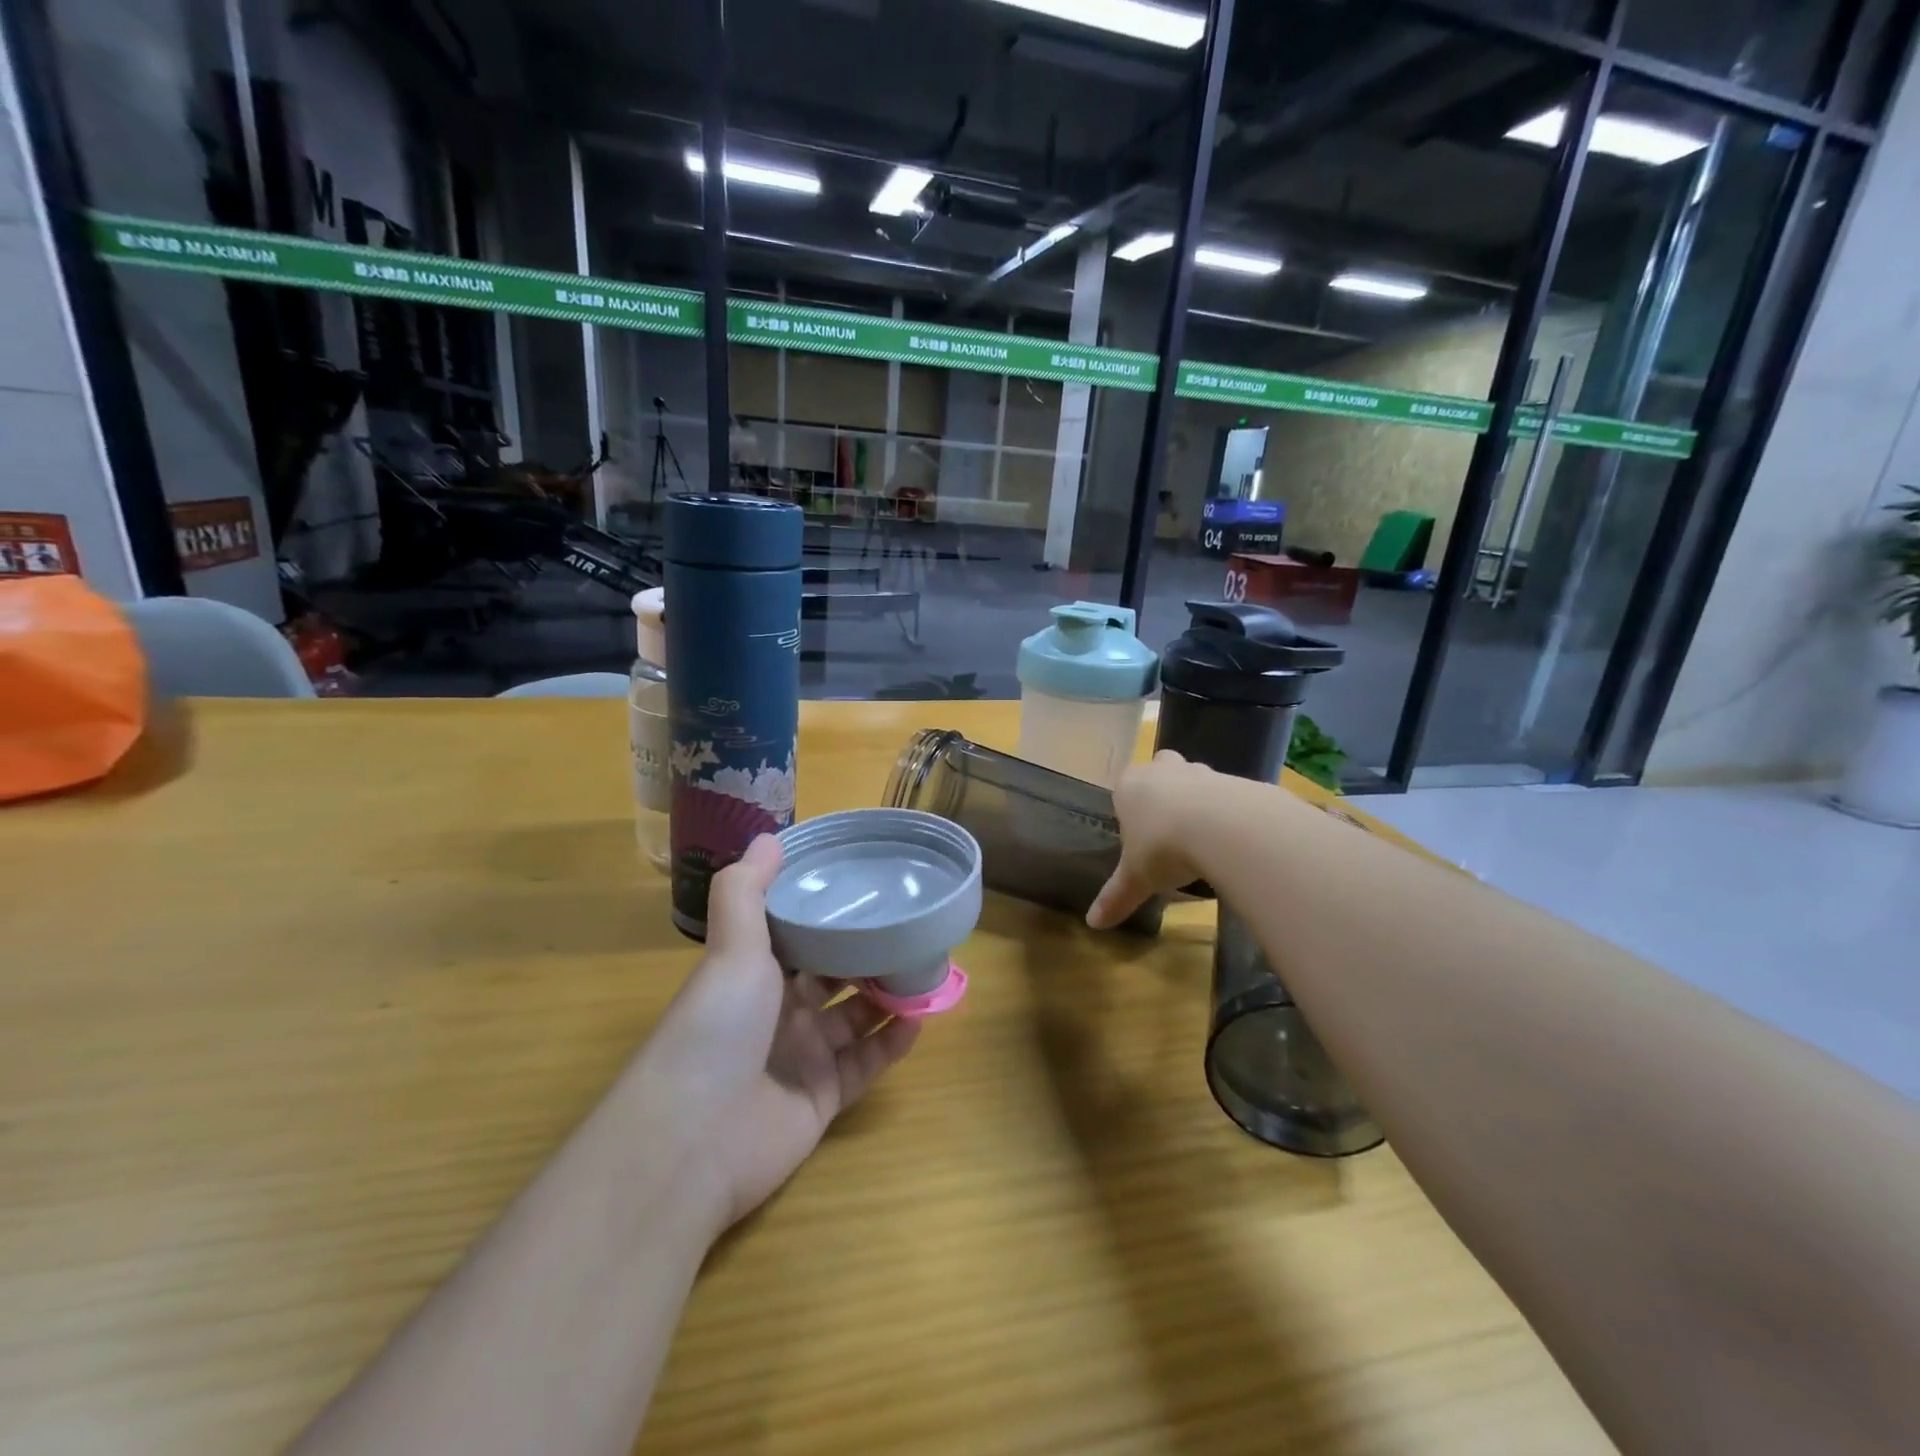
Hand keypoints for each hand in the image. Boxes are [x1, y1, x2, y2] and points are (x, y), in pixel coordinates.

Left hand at [637, 836, 919, 1231]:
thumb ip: (747, 891)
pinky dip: (893, 1042)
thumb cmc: (715, 1028)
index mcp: (753, 974)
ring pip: (856, 1017)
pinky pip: (866, 1064)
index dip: (830, 912)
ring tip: (928, 967)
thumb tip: (768, 836)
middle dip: (870, 953)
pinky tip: (920, 1018)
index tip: (870, 886)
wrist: (693, 1141)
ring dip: (888, 995)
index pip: (798, 935)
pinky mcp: (822, 1098)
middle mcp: (777, 1012)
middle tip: (913, 927)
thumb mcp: (731, 949)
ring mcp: (801, 1057)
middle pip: (834, 975)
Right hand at [1086, 751, 1220, 930]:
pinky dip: (1229, 812)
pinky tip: (1231, 840)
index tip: (1140, 834)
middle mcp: (1163, 770)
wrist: (1221, 827)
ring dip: (1198, 801)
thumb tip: (1092, 924)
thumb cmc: (1162, 847)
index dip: (1131, 808)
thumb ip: (1115, 897)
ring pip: (1196, 779)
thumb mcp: (1136, 879)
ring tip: (1204, 838)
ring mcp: (1201, 772)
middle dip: (1165, 789)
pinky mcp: (1236, 781)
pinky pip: (1229, 794)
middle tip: (1170, 825)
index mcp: (1129, 786)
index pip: (1124, 787)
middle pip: (1160, 769)